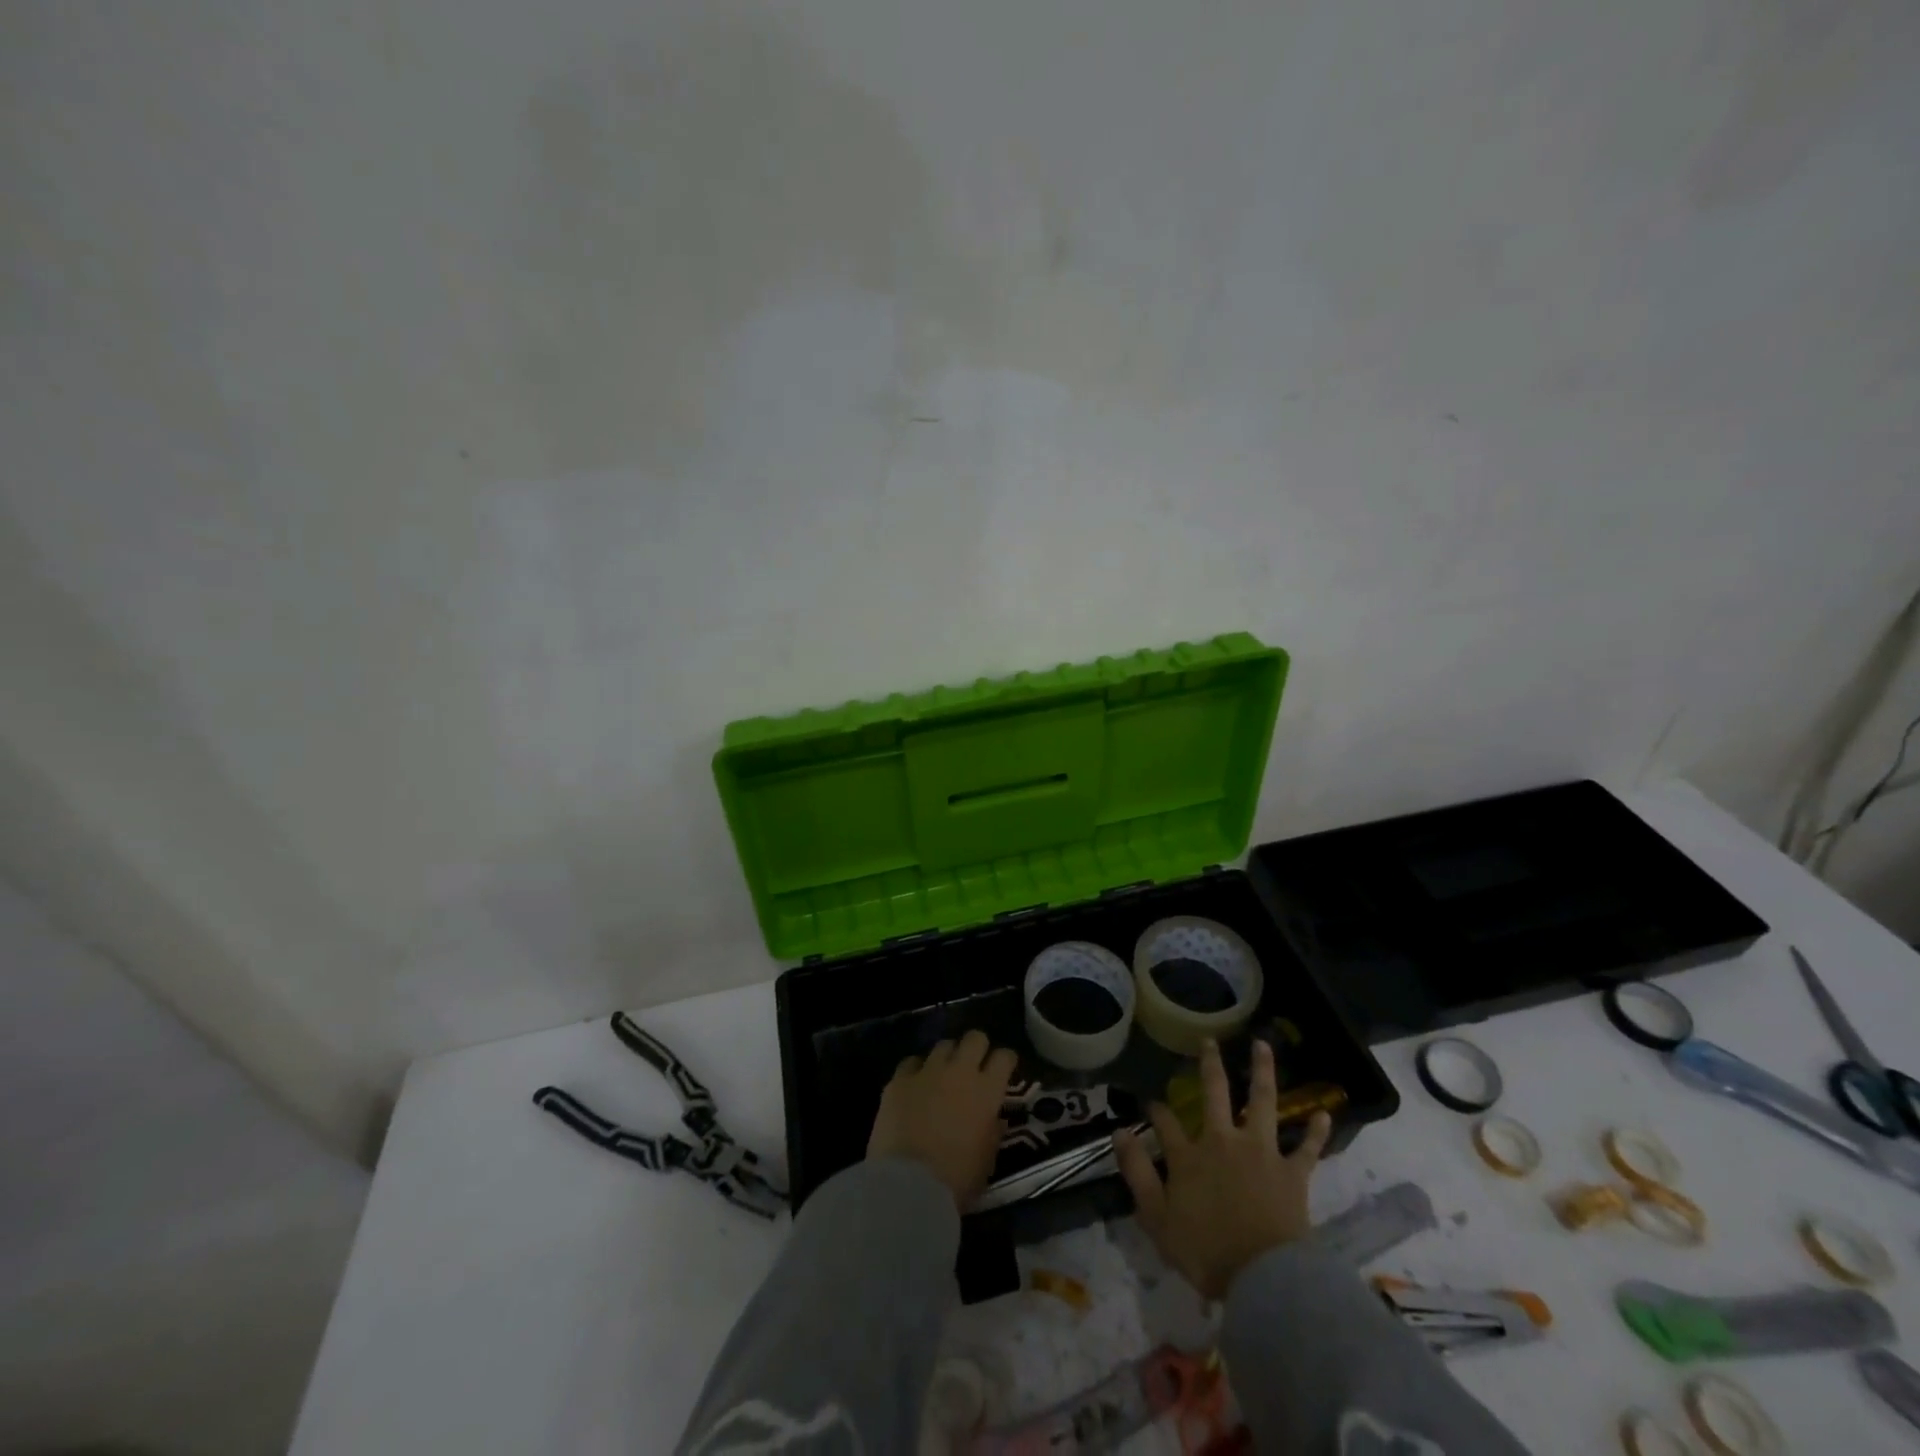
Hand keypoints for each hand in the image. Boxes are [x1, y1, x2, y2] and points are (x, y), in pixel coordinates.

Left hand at [867, 1029, 1018, 1209]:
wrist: (908, 1186)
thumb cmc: (956, 1180)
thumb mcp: (987, 1160)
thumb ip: (992, 1131)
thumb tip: (994, 1117)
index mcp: (987, 1091)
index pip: (1004, 1057)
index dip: (1005, 1061)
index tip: (1004, 1069)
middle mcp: (960, 1071)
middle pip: (974, 1038)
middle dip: (977, 1048)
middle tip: (974, 1065)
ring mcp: (927, 1071)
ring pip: (943, 1045)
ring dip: (947, 1058)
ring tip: (943, 1075)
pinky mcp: (899, 1080)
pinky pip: (911, 1062)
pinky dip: (916, 1071)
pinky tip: (915, 1085)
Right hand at [1115, 1037, 1331, 1299]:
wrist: (1263, 1278)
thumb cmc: (1206, 1253)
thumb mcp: (1156, 1218)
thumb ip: (1137, 1173)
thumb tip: (1119, 1132)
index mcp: (1189, 1156)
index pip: (1166, 1123)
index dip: (1157, 1110)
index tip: (1152, 1102)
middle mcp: (1223, 1141)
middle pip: (1214, 1093)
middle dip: (1209, 1064)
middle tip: (1209, 1041)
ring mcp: (1261, 1152)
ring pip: (1262, 1102)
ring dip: (1262, 1072)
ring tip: (1263, 1045)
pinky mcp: (1292, 1173)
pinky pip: (1308, 1149)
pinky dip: (1317, 1132)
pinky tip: (1326, 1113)